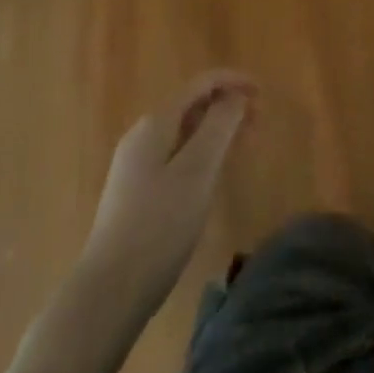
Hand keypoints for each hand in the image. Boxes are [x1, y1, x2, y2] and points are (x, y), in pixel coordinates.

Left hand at [82, 70, 257, 314]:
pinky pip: (177, 153)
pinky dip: (203, 150)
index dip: (233, 81)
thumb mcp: (197, 171)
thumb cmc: (159, 226)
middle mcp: (143, 135)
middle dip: (228, 105)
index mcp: (156, 123)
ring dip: (217, 129)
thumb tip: (235, 95)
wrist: (109, 290)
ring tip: (246, 143)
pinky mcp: (137, 190)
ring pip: (185, 130)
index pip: (200, 84)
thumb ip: (219, 126)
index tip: (264, 93)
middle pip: (192, 105)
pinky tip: (215, 171)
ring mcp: (136, 164)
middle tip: (260, 122)